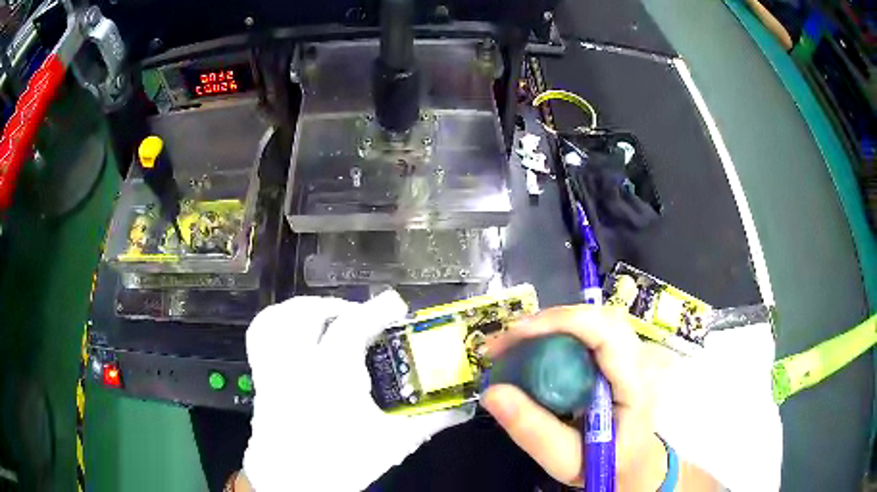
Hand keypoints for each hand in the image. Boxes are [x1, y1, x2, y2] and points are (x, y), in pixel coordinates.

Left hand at [243, 291, 471, 490]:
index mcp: (331, 374)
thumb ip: (430, 421)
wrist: (293, 485)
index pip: (353, 326)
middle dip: (337, 306)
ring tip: (325, 319)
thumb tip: (463, 409)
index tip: (395, 303)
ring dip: (303, 310)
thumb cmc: (342, 463)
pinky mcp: (261, 378)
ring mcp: (273, 368)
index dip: (377, 309)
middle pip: (308, 312)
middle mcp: (297, 362)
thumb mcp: (393, 442)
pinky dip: (276, 324)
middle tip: (359, 317)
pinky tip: (295, 336)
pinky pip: (259, 336)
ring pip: (277, 318)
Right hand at [481, 305, 675, 488]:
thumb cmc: (605, 465)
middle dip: (550, 321)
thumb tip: (491, 392)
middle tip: (507, 342)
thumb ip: (532, 431)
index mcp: (634, 383)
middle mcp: (639, 360)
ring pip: (595, 320)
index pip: (606, 332)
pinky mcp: (620, 357)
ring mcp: (632, 355)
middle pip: (599, 318)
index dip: (562, 322)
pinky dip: (559, 333)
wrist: (633, 466)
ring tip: (515, 345)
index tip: (516, 334)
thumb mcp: (566, 459)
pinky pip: (591, 332)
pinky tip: (537, 350)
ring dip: (553, 325)